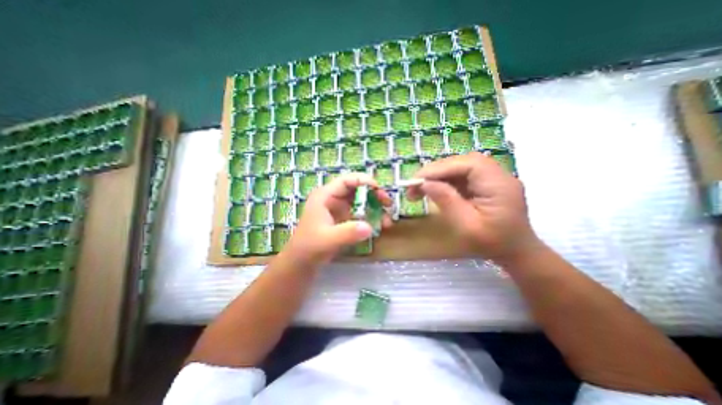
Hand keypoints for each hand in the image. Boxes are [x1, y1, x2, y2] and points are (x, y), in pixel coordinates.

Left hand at [286, 171, 391, 264]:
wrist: (302, 262)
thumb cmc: (309, 247)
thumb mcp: (327, 240)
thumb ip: (347, 233)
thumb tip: (369, 227)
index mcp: (325, 196)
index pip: (347, 181)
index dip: (364, 181)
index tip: (380, 191)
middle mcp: (333, 199)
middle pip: (357, 189)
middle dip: (374, 195)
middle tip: (388, 204)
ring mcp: (339, 209)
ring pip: (361, 201)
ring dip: (375, 208)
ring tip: (387, 221)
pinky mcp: (344, 219)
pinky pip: (361, 213)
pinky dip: (371, 217)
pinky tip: (380, 226)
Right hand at [409, 151, 537, 262]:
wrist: (515, 251)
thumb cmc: (492, 243)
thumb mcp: (466, 225)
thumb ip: (446, 201)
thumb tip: (425, 183)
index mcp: (499, 184)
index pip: (467, 164)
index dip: (439, 168)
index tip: (416, 180)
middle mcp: (498, 175)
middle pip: (462, 162)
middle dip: (435, 172)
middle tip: (414, 185)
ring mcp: (492, 177)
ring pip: (459, 167)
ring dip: (438, 176)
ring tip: (419, 188)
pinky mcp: (485, 182)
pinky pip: (461, 175)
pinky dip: (444, 181)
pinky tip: (433, 189)